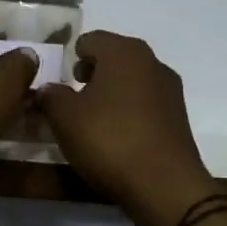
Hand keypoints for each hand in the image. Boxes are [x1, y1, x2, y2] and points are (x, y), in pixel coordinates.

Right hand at [38, 31, 221, 225]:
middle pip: (114, 58)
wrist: (164, 185)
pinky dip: (128, 111)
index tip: (58, 79)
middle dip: (91, 74)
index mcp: (124, 52)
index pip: (91, 40)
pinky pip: (145, 103)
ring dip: (110, 93)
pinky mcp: (178, 117)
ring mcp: (169, 90)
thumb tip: (48, 89)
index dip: (71, 56)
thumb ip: (50, 96)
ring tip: (91, 120)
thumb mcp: (64, 118)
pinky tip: (115, 135)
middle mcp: (152, 62)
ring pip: (131, 81)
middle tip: (71, 97)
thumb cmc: (109, 140)